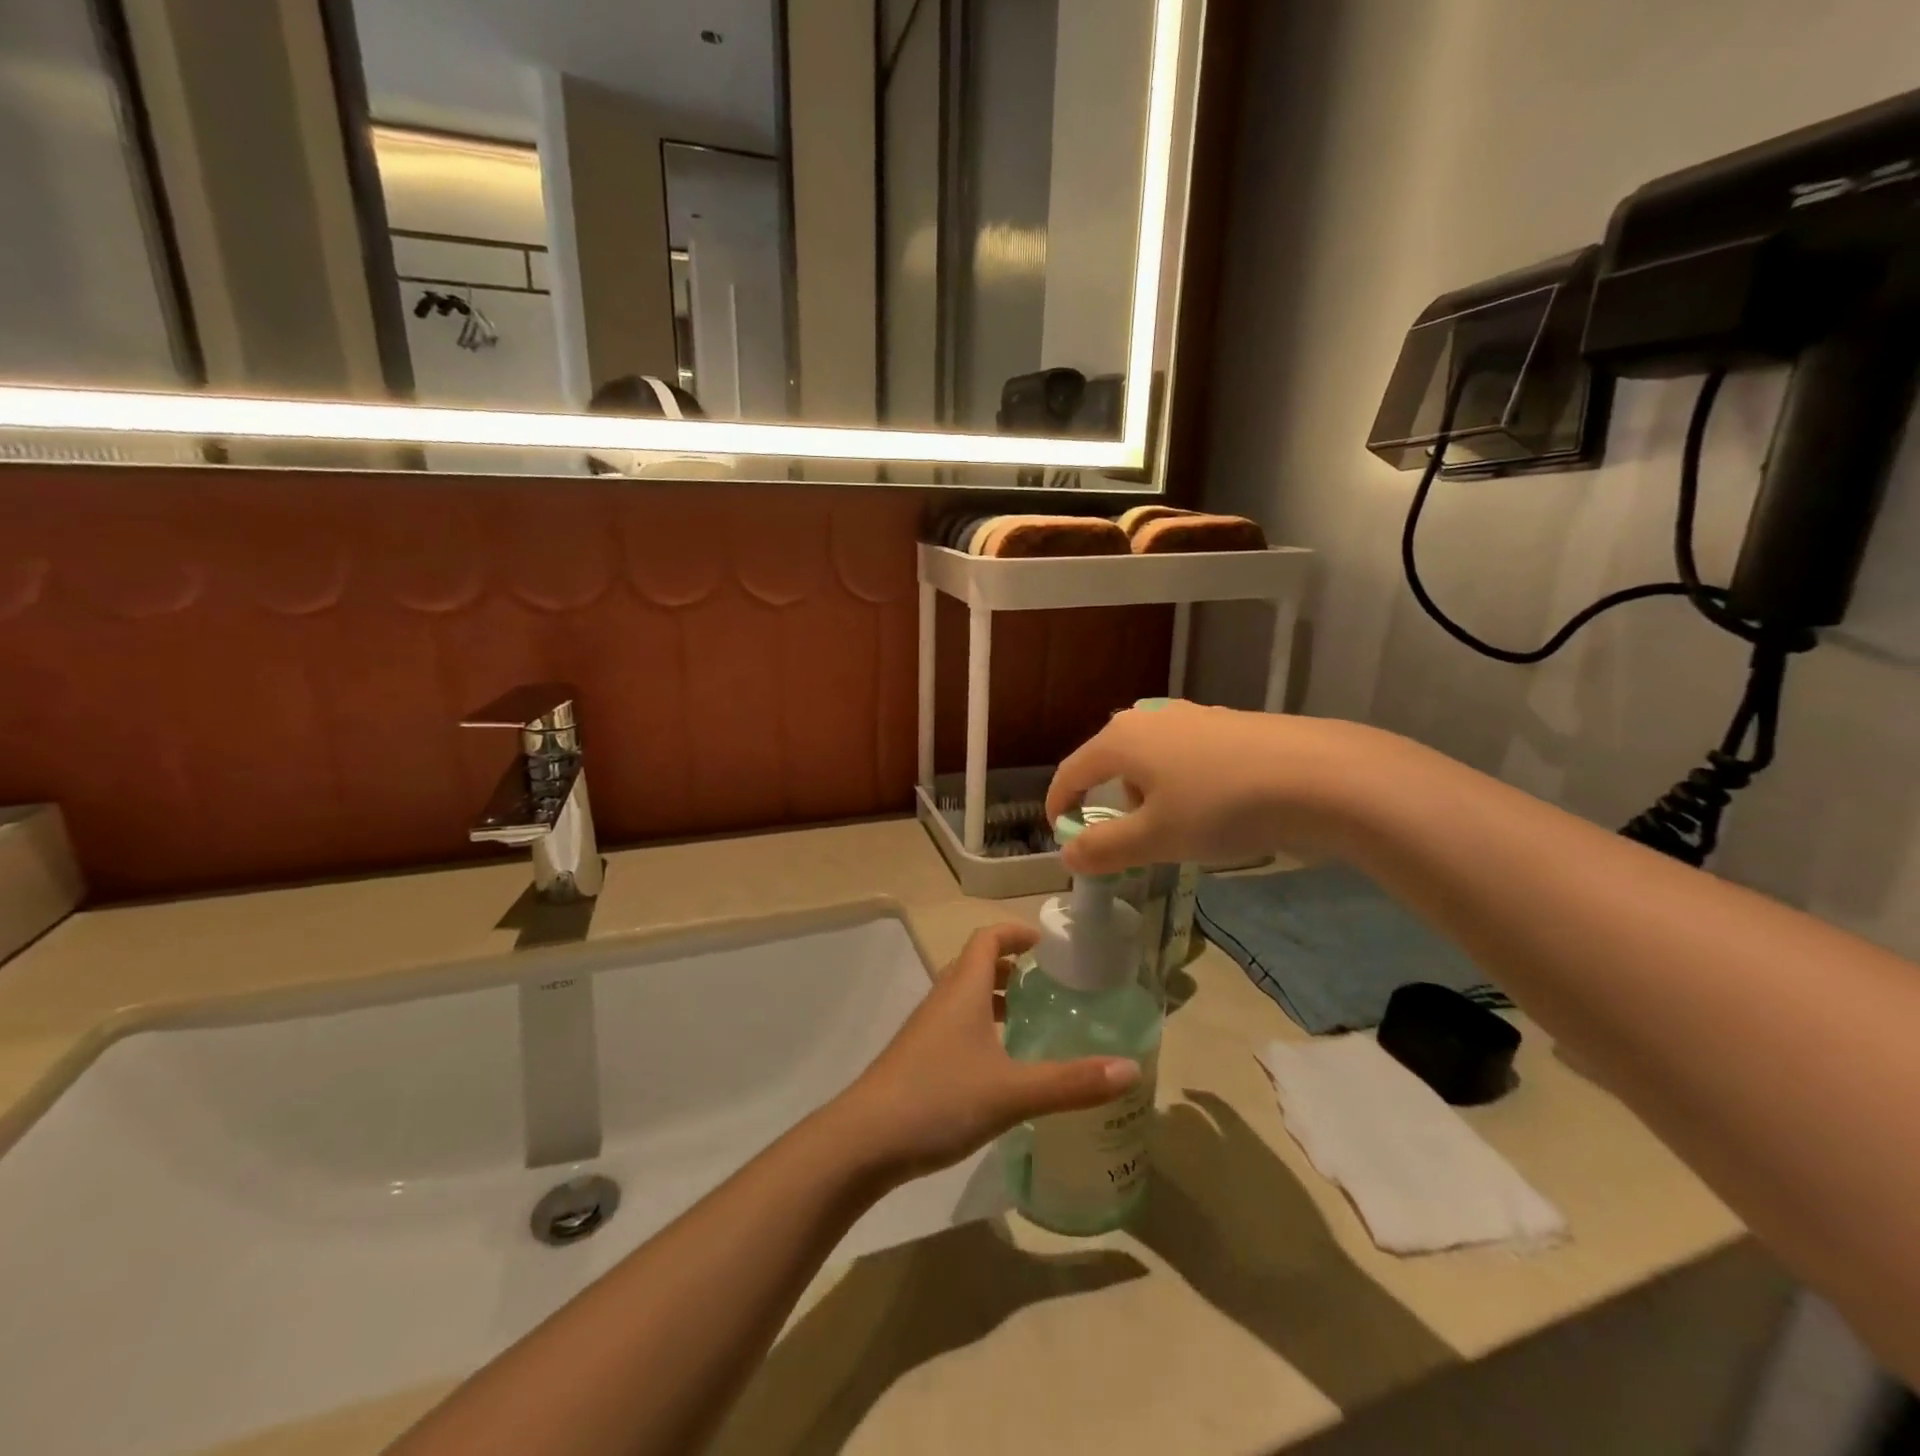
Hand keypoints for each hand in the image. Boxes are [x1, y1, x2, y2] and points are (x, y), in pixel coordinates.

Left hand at [837, 924, 1140, 1184]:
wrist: (864, 1141)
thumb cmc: (939, 1099)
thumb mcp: (1012, 1092)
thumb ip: (1071, 1082)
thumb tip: (1130, 1068)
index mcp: (963, 990)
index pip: (986, 939)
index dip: (1014, 932)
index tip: (1045, 942)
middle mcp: (942, 1000)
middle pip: (974, 964)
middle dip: (1008, 966)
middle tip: (1045, 982)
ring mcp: (924, 1030)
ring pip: (962, 997)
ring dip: (992, 997)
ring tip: (1027, 1019)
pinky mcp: (915, 1058)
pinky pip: (953, 1025)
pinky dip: (979, 1027)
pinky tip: (997, 1064)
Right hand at [1045, 701, 1384, 875]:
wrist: (1318, 776)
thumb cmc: (1220, 807)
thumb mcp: (1154, 838)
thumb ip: (1104, 848)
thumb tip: (1068, 854)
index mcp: (1121, 739)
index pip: (1071, 772)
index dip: (1060, 805)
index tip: (1061, 835)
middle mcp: (1150, 718)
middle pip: (1111, 763)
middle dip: (1111, 803)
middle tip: (1130, 840)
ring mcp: (1192, 717)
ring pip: (1151, 760)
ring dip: (1150, 795)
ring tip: (1179, 827)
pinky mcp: (1228, 725)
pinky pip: (1187, 757)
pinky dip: (1184, 784)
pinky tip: (1216, 807)